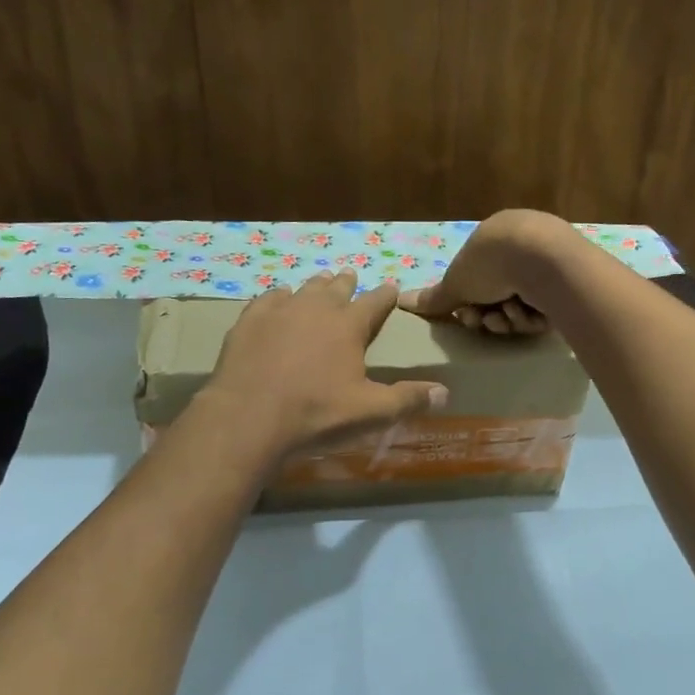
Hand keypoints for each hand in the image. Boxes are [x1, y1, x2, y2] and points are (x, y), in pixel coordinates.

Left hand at [205, 271, 446, 454]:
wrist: (249, 417)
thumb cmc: (317, 414)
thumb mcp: (371, 412)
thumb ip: (408, 400)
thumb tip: (445, 393)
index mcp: (349, 326)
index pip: (375, 303)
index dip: (386, 295)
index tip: (392, 287)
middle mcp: (316, 308)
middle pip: (336, 288)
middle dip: (347, 283)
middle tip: (350, 277)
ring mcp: (279, 311)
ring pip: (304, 289)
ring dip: (315, 286)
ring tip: (321, 282)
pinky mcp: (249, 322)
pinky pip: (268, 299)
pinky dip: (279, 296)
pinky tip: (279, 298)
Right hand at [398, 209, 574, 334]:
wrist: (542, 260)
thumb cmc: (492, 264)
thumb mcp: (456, 282)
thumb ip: (434, 297)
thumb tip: (402, 300)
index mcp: (495, 240)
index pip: (477, 281)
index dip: (468, 304)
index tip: (465, 315)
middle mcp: (523, 249)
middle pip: (498, 297)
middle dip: (487, 315)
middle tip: (484, 321)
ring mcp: (549, 265)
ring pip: (521, 307)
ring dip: (509, 319)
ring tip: (508, 316)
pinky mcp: (570, 284)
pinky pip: (544, 312)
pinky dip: (532, 318)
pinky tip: (530, 315)